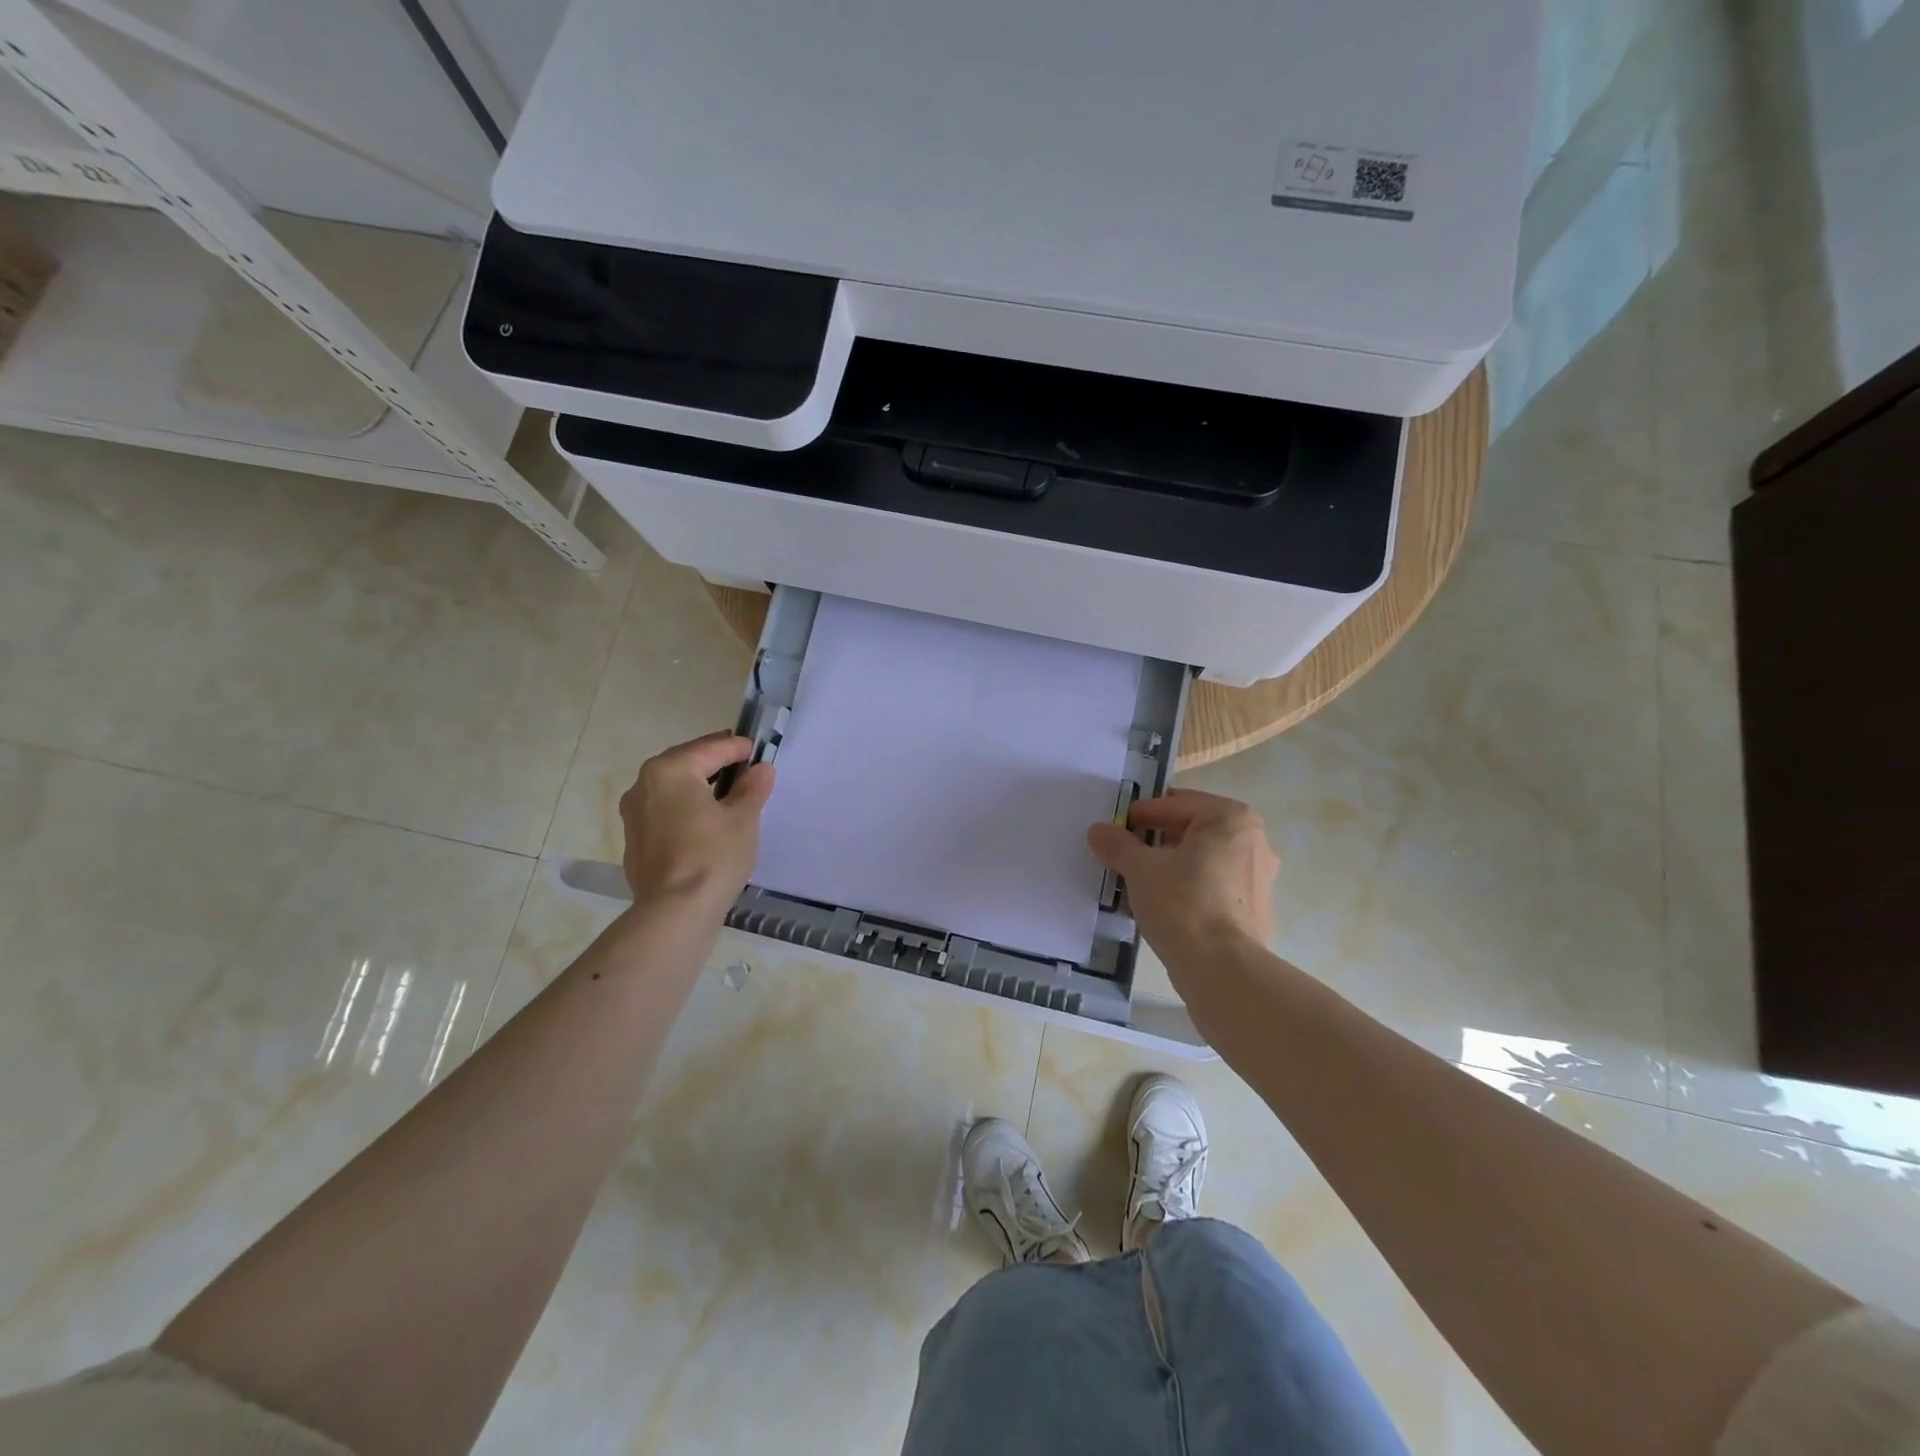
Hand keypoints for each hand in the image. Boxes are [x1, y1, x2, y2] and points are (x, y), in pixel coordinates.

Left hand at [619, 732, 775, 914]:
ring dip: (698, 786)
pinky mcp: (635, 840)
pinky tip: (705, 821)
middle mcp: (643, 785)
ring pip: (672, 788)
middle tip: (743, 764)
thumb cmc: (713, 855)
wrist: (675, 912)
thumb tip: (760, 769)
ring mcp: (634, 814)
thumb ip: (752, 788)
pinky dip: (685, 808)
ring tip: (728, 793)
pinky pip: (664, 812)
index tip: (757, 749)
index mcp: (670, 771)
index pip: (710, 748)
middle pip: (685, 764)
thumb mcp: (743, 818)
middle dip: (714, 762)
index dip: (737, 747)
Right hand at [1086, 789, 1278, 963]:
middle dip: (1157, 840)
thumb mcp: (1140, 869)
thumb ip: (1118, 844)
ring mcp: (1259, 876)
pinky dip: (1190, 887)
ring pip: (1204, 859)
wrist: (1222, 969)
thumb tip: (1099, 831)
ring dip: (1172, 864)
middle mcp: (1253, 840)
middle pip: (1192, 830)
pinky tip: (1165, 905)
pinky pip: (1214, 885)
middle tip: (1125, 853)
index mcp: (1230, 818)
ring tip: (1140, 881)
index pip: (1174, 805)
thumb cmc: (1182, 903)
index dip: (1140, 815)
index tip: (1115, 829)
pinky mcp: (1256, 908)